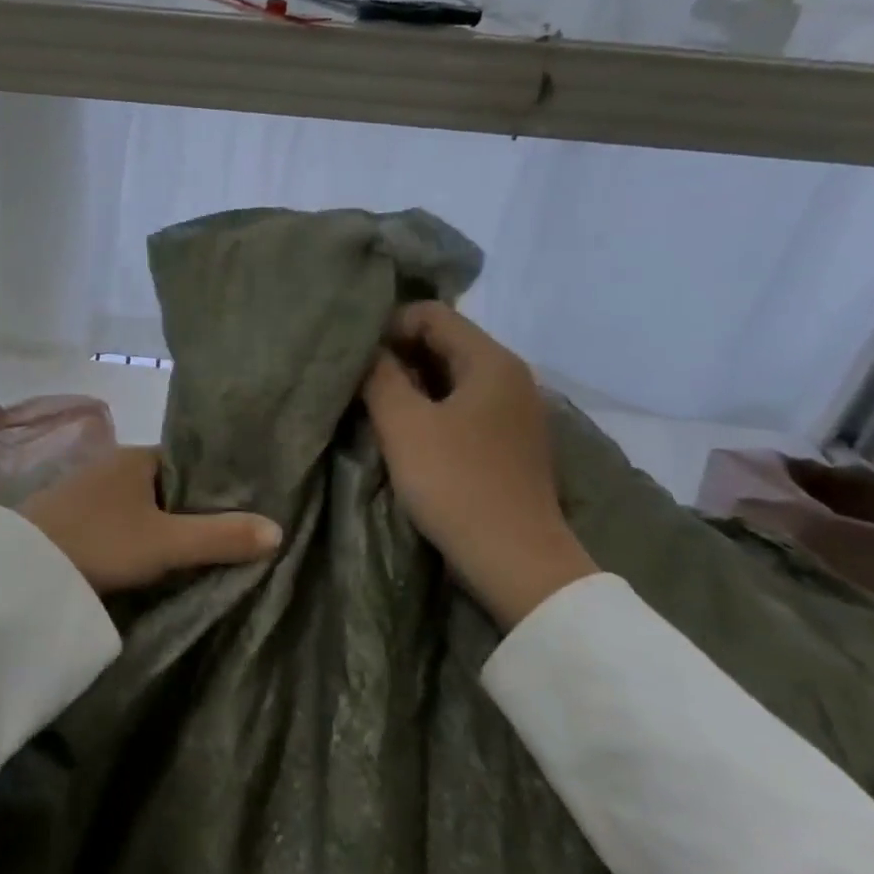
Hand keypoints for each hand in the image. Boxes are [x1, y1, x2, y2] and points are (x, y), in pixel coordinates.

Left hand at [19, 446, 281, 595]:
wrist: (24, 567)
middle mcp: (113, 464)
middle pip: (165, 484)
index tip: (242, 507)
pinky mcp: (71, 515)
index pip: (189, 462)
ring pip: (140, 504)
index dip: (215, 484)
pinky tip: (146, 556)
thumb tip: (278, 529)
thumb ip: (220, 536)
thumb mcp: (166, 543)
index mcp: (138, 457)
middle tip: (225, 535)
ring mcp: (88, 489)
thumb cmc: (100, 541)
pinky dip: (135, 534)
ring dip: (160, 523)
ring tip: (193, 549)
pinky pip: (117, 519)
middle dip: (190, 507)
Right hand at [362, 302, 596, 627]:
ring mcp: (514, 409)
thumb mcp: (404, 425)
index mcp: (491, 361)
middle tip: (360, 381)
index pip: (432, 314)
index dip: (389, 326)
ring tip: (377, 405)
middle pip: (445, 341)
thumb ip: (380, 377)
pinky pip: (464, 403)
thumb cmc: (456, 483)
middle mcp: (510, 375)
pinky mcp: (510, 439)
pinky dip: (432, 405)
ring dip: (412, 382)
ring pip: (452, 375)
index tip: (357, 358)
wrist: (515, 559)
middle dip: (398, 354)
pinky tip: (408, 431)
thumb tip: (369, 351)